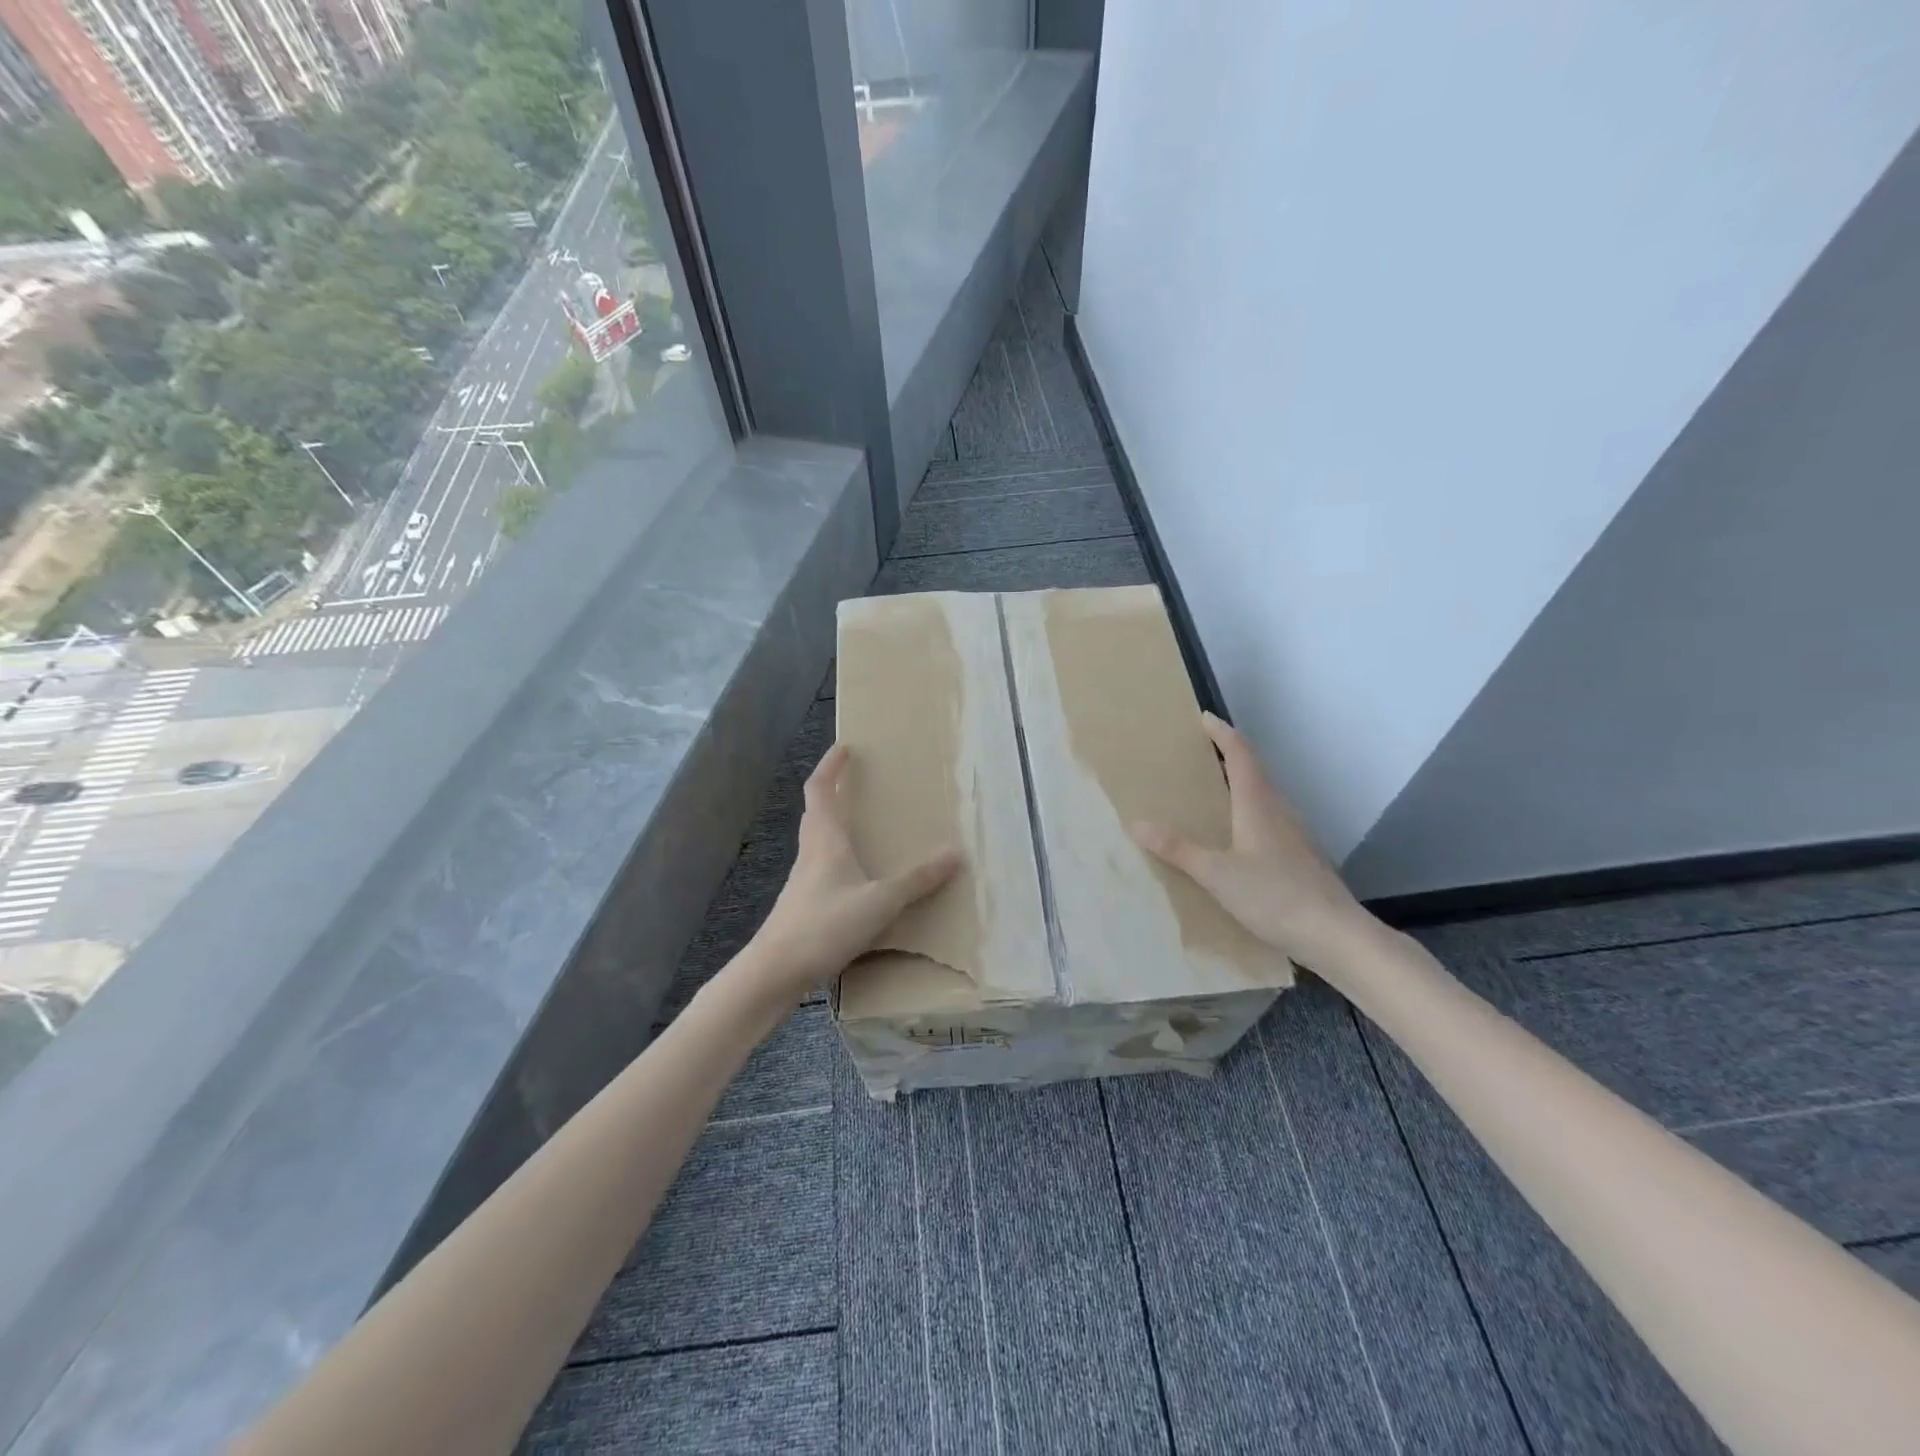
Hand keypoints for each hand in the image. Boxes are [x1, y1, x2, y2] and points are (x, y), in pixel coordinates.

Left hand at [742, 743, 959, 1003]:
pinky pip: (823, 866)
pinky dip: (838, 857)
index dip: (831, 766)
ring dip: (835, 824)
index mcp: (825, 840)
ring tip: (862, 824)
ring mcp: (804, 880)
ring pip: (818, 839)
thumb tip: (956, 853)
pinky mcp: (804, 904)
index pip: (820, 789)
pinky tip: (857, 877)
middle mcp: (811, 852)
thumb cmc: (824, 925)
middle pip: (817, 811)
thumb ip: (917, 880)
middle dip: (833, 790)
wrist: (774, 972)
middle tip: (856, 781)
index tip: (845, 748)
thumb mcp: (880, 902)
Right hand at [1131, 712, 1376, 973]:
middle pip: (1254, 771)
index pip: (1241, 754)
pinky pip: (1269, 820)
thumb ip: (1177, 849)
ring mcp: (1294, 834)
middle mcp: (1278, 810)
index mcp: (1258, 804)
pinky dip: (1248, 813)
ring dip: (1240, 785)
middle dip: (1228, 756)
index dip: (1222, 733)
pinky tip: (1237, 837)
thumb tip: (1137, 823)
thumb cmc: (1273, 895)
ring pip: (1264, 796)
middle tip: (1200, 754)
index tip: (1204, 718)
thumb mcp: (1216, 873)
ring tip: (1213, 792)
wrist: (1334, 934)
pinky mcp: (1300, 857)